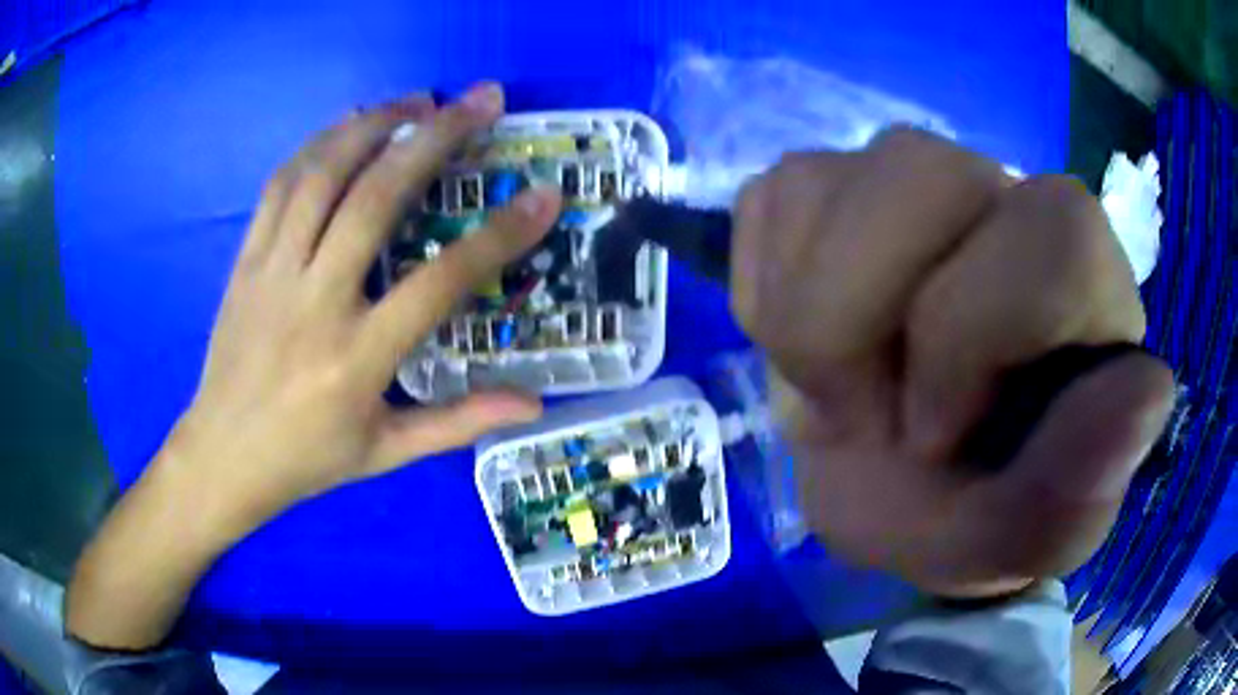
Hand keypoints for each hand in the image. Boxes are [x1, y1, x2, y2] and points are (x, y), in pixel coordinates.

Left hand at [68, 83, 560, 648]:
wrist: (223, 456)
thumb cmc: (308, 460)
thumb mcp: (388, 453)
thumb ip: (460, 422)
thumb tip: (533, 402)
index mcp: (357, 359)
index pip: (440, 281)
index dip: (500, 234)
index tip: (543, 195)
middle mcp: (314, 303)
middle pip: (376, 198)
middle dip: (436, 138)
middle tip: (479, 100)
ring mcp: (273, 273)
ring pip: (322, 175)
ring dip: (374, 124)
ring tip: (418, 99)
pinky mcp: (245, 260)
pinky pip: (281, 185)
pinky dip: (319, 144)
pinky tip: (349, 126)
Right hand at [730, 128, 1174, 597]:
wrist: (901, 485)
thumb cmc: (973, 508)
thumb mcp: (1024, 537)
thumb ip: (1083, 487)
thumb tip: (1148, 392)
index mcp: (1082, 276)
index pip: (1053, 233)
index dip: (968, 337)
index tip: (931, 440)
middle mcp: (1002, 192)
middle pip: (913, 171)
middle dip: (854, 325)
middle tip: (865, 419)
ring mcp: (907, 174)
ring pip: (819, 178)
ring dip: (801, 319)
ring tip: (835, 389)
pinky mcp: (828, 183)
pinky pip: (771, 201)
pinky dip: (765, 293)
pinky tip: (809, 343)